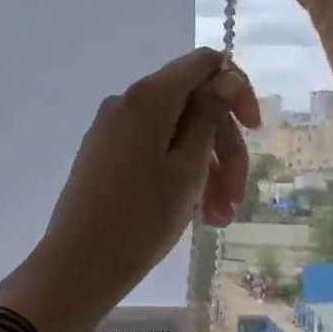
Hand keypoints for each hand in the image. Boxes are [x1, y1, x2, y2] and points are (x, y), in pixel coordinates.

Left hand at [0, 49, 260, 331]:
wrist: (78, 267)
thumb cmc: (140, 218)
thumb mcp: (187, 169)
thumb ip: (209, 117)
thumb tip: (225, 76)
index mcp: (148, 98)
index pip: (203, 64)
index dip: (236, 90)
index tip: (254, 130)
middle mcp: (127, 105)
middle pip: (192, 105)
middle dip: (224, 147)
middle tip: (238, 195)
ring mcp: (113, 132)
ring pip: (175, 136)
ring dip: (206, 170)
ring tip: (221, 218)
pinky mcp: (106, 159)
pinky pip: (154, 154)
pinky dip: (180, 177)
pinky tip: (199, 216)